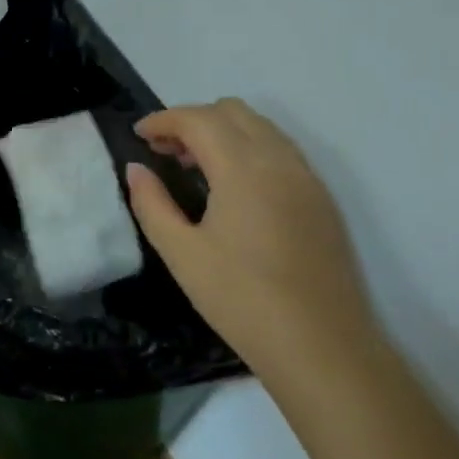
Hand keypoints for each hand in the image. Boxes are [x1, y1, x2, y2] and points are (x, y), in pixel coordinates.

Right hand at [125, 100, 376, 399]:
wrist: (322, 347)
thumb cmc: (241, 300)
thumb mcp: (181, 254)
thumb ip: (152, 204)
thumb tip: (136, 169)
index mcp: (243, 169)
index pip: (198, 119)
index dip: (163, 120)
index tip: (138, 135)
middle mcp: (280, 161)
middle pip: (232, 112)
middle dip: (192, 120)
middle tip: (164, 152)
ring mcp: (307, 178)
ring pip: (261, 127)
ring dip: (223, 132)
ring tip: (195, 167)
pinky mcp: (322, 199)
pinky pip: (281, 150)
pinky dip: (250, 149)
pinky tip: (233, 188)